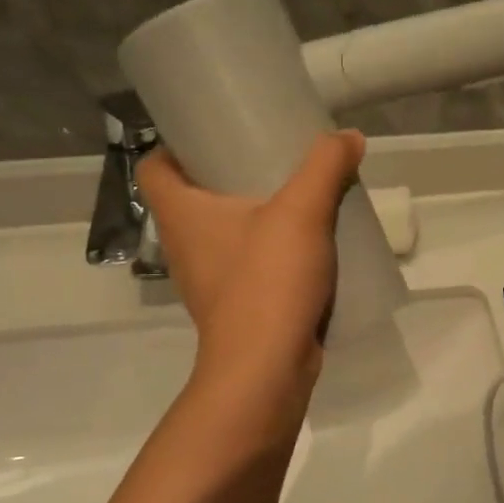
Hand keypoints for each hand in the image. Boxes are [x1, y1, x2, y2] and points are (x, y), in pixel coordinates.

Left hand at [136, 132, 365, 384]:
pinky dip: (267, 250)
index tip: (214, 135)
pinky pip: (246, 264)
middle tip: (267, 156)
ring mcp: (207, 280)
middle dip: (226, 175)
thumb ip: (326, 166)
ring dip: (251, 215)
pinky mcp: (234, 305)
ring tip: (293, 197)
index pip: (154, 168)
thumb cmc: (267, 281)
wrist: (267, 368)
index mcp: (181, 214)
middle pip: (192, 198)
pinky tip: (305, 245)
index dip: (175, 146)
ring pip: (222, 233)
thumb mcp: (302, 211)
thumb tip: (349, 136)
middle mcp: (184, 245)